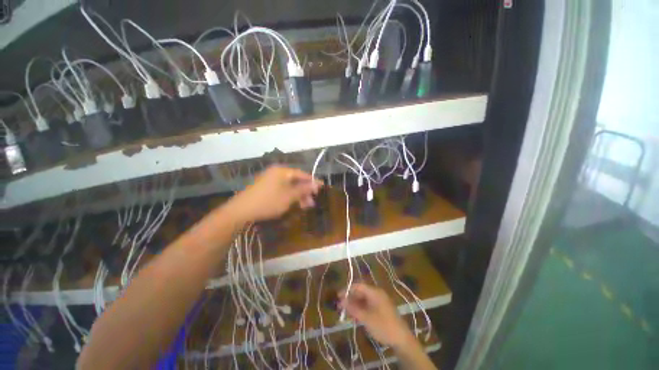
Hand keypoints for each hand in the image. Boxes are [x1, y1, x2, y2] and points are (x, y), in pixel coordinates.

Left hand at [227, 165, 322, 223]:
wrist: (241, 210)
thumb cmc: (269, 201)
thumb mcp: (289, 196)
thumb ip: (304, 189)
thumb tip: (317, 183)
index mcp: (282, 171)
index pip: (302, 174)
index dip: (312, 182)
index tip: (322, 187)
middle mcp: (276, 172)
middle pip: (295, 180)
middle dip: (305, 192)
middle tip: (311, 203)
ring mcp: (270, 179)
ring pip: (289, 186)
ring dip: (298, 196)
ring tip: (304, 206)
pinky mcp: (265, 187)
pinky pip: (282, 189)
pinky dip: (289, 196)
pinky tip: (293, 204)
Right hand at [338, 283, 414, 348]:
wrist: (401, 339)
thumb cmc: (383, 326)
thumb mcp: (366, 318)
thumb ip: (353, 308)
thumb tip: (341, 300)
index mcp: (374, 292)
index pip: (358, 286)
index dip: (347, 290)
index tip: (338, 296)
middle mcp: (377, 293)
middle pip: (360, 292)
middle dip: (350, 298)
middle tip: (340, 307)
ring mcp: (379, 301)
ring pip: (363, 299)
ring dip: (354, 305)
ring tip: (346, 313)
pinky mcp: (381, 309)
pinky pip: (368, 305)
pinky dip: (360, 309)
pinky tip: (355, 316)